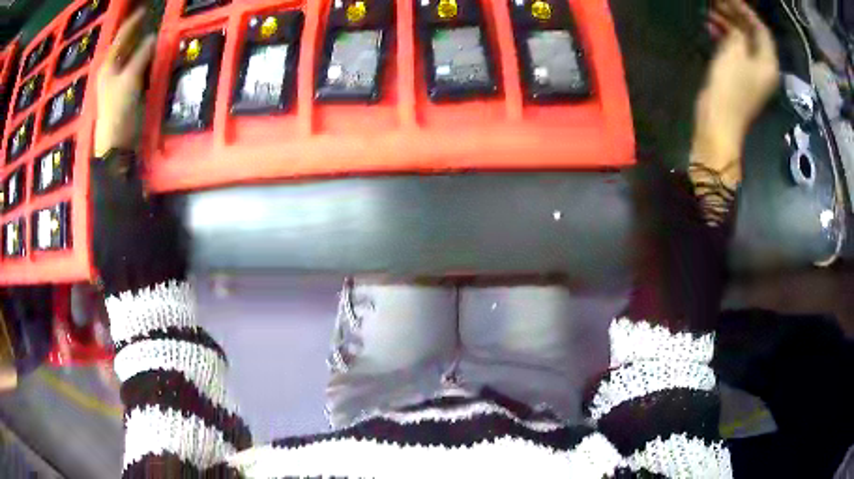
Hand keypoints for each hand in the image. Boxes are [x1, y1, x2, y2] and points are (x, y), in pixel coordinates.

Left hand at [94, 9, 155, 157]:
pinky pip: (134, 68)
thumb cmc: (118, 110)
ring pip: (129, 57)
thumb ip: (141, 56)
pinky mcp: (124, 92)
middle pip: (123, 46)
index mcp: (108, 66)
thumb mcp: (130, 79)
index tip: (143, 10)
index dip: (132, 23)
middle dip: (134, 33)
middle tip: (147, 20)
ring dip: (139, 46)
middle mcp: (111, 71)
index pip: (121, 37)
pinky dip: (142, 60)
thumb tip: (153, 37)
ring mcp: (117, 82)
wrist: (115, 144)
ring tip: (149, 33)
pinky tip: (149, 55)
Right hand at [693, 0, 779, 187]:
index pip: (762, 30)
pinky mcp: (740, 77)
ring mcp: (752, 73)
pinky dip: (725, 37)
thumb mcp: (734, 53)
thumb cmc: (730, 87)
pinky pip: (736, 50)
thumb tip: (735, 26)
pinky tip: (711, 27)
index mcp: (768, 63)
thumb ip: (737, 34)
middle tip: (717, 1)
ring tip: (710, 10)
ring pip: (743, 41)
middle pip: (753, 35)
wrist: (719, 123)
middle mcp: (764, 67)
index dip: (746, 11)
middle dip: (736, 16)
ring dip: (728, 24)